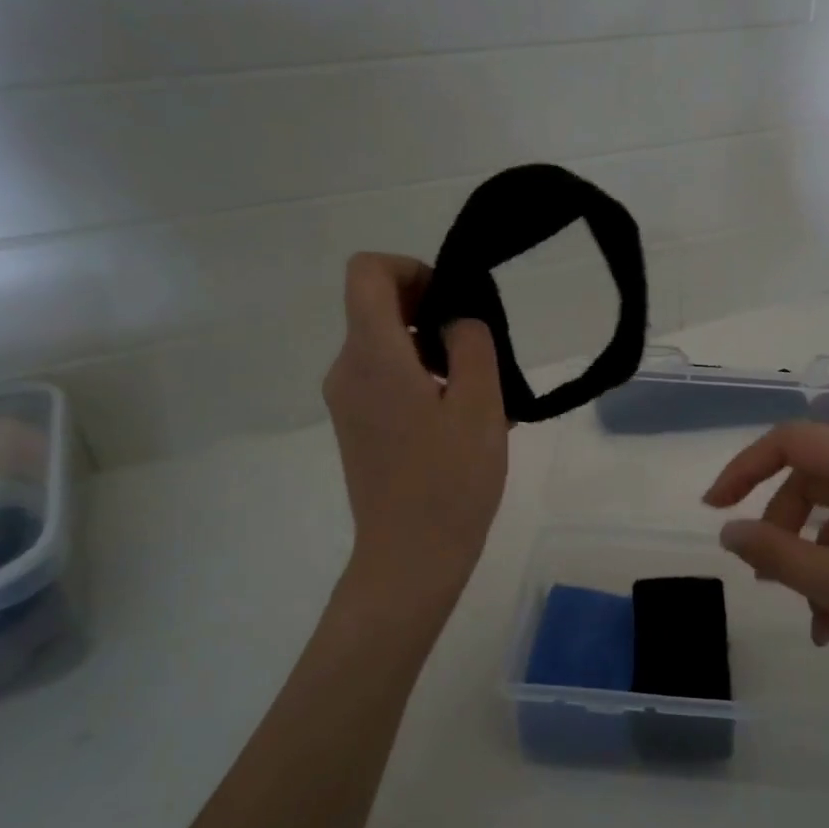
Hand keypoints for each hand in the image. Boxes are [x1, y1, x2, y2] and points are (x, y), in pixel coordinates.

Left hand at [324, 254, 507, 597]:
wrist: (411, 558)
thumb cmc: (451, 481)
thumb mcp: (481, 405)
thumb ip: (472, 344)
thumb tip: (456, 319)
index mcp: (372, 355)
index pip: (368, 271)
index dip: (412, 269)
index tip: (452, 303)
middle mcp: (346, 370)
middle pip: (377, 308)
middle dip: (431, 314)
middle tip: (480, 356)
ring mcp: (347, 402)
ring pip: (386, 347)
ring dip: (432, 352)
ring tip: (480, 396)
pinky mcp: (356, 428)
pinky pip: (385, 381)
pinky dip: (421, 381)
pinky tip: (460, 422)